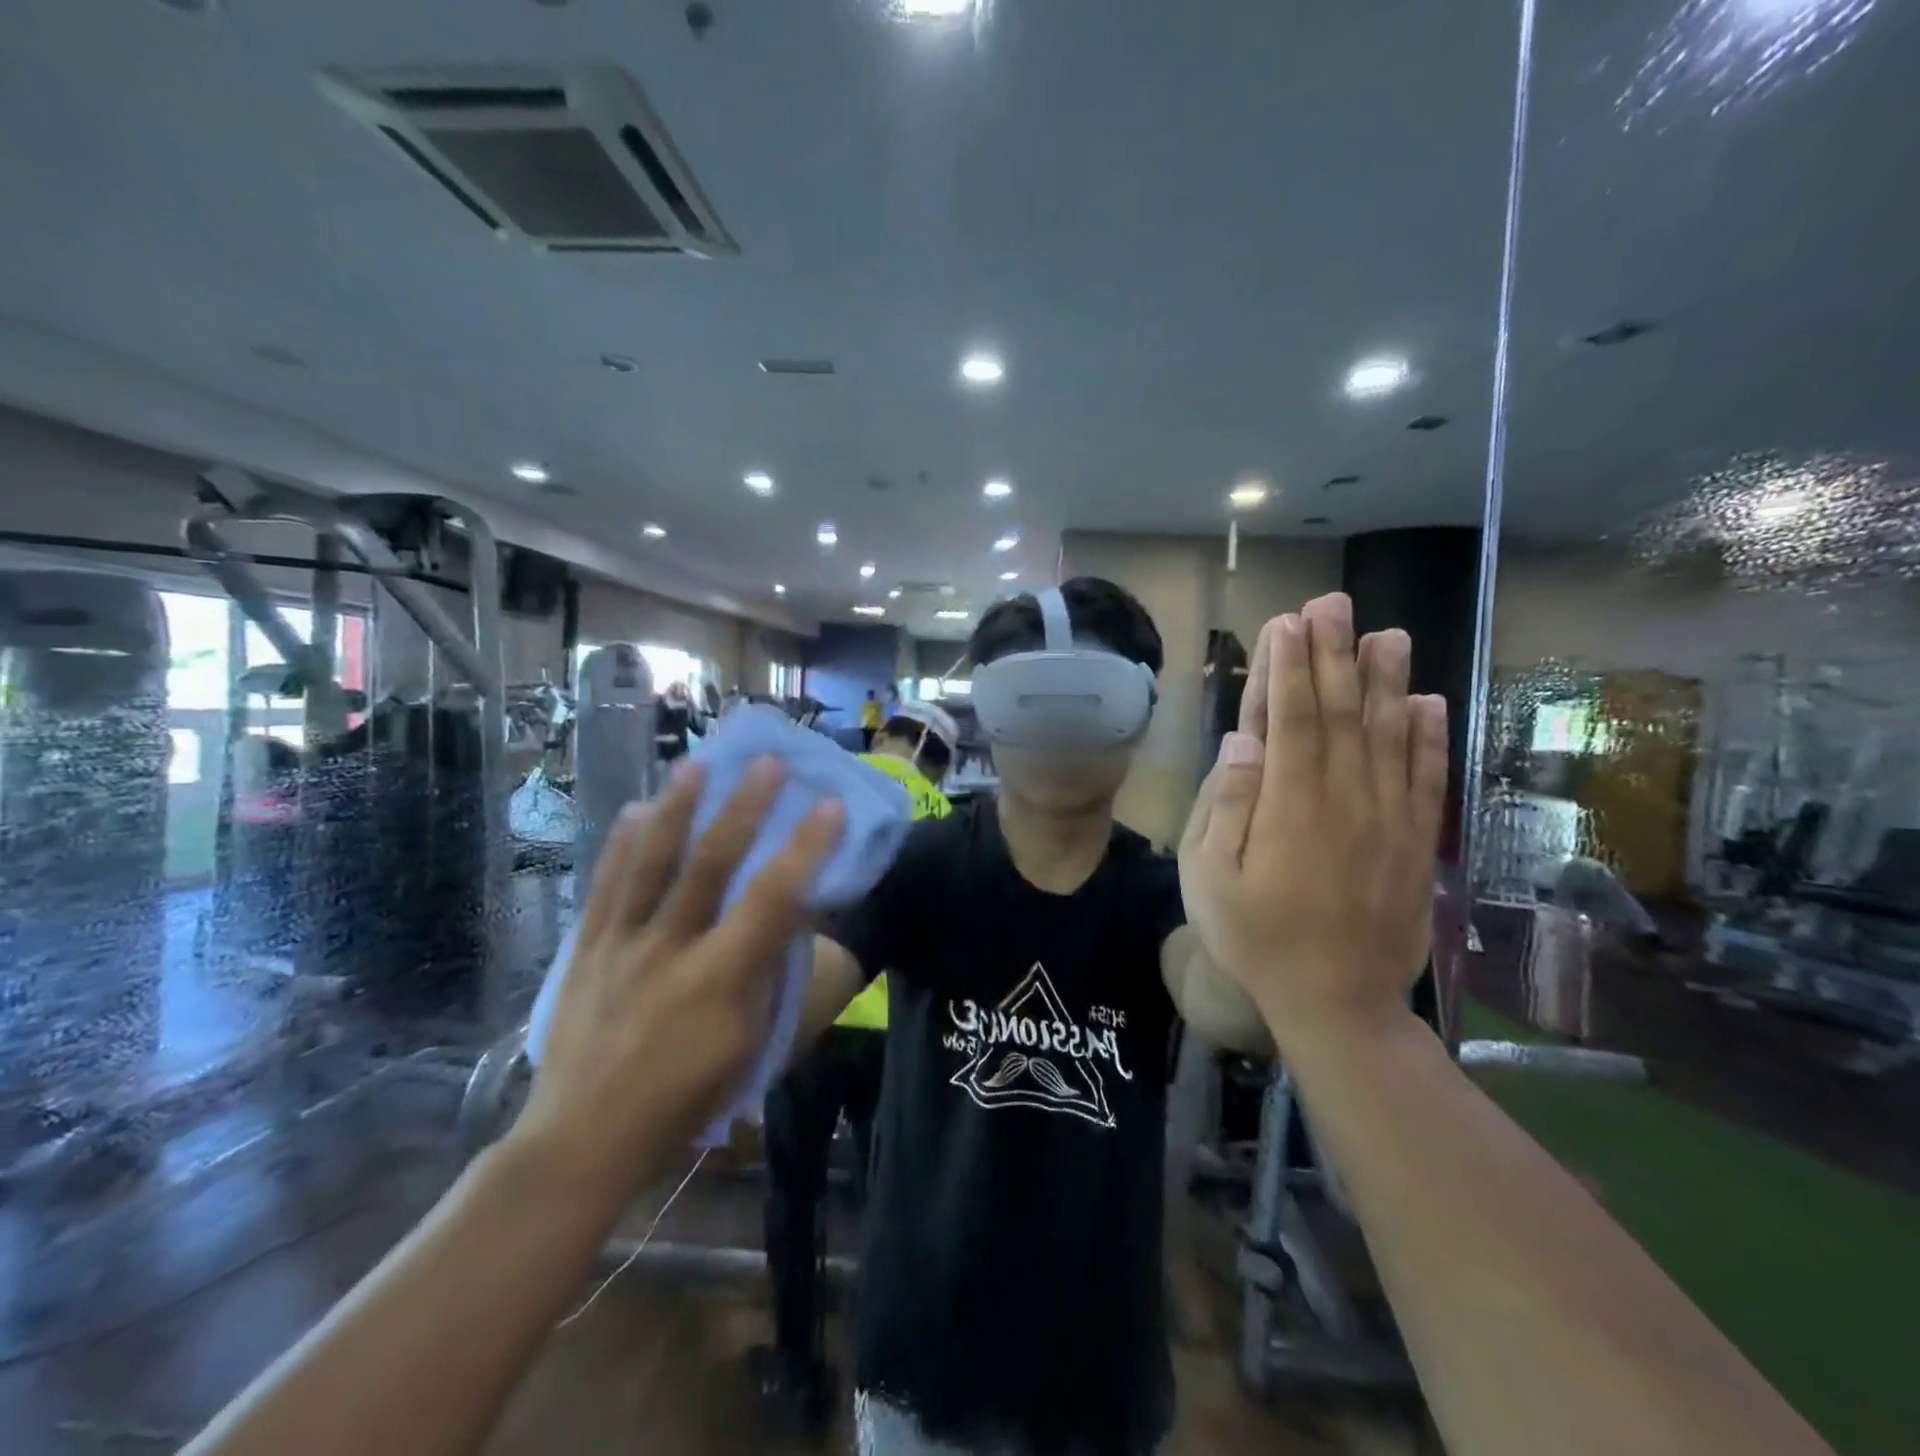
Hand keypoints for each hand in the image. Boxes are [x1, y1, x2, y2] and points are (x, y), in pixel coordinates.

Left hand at [512, 759, 843, 1192]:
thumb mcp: (748, 1043)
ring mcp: (621, 943)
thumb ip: (770, 973)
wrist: (585, 1136)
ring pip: (651, 863)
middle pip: (709, 864)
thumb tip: (790, 915)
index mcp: (720, 978)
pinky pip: (606, 884)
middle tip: (765, 762)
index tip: (830, 806)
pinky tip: (634, 810)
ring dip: (676, 808)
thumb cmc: (685, 1096)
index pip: (773, 899)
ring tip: (694, 764)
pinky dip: (622, 843)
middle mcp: (670, 947)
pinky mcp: (586, 947)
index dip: (805, 848)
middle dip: (742, 808)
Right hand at [1177, 593, 1446, 1046]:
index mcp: (1289, 805)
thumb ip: (1226, 806)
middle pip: (1341, 712)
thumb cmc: (1255, 939)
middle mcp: (1345, 798)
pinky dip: (1429, 738)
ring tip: (1387, 633)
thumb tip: (1242, 742)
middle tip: (1333, 603)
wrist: (1336, 1003)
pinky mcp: (1416, 842)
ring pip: (1390, 735)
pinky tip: (1429, 702)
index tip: (1286, 623)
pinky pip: (1426, 779)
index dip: (1288, 667)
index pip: (1291, 718)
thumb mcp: (1210, 878)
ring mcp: (1388, 819)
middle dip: (1334, 654)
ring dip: (1387, 680)